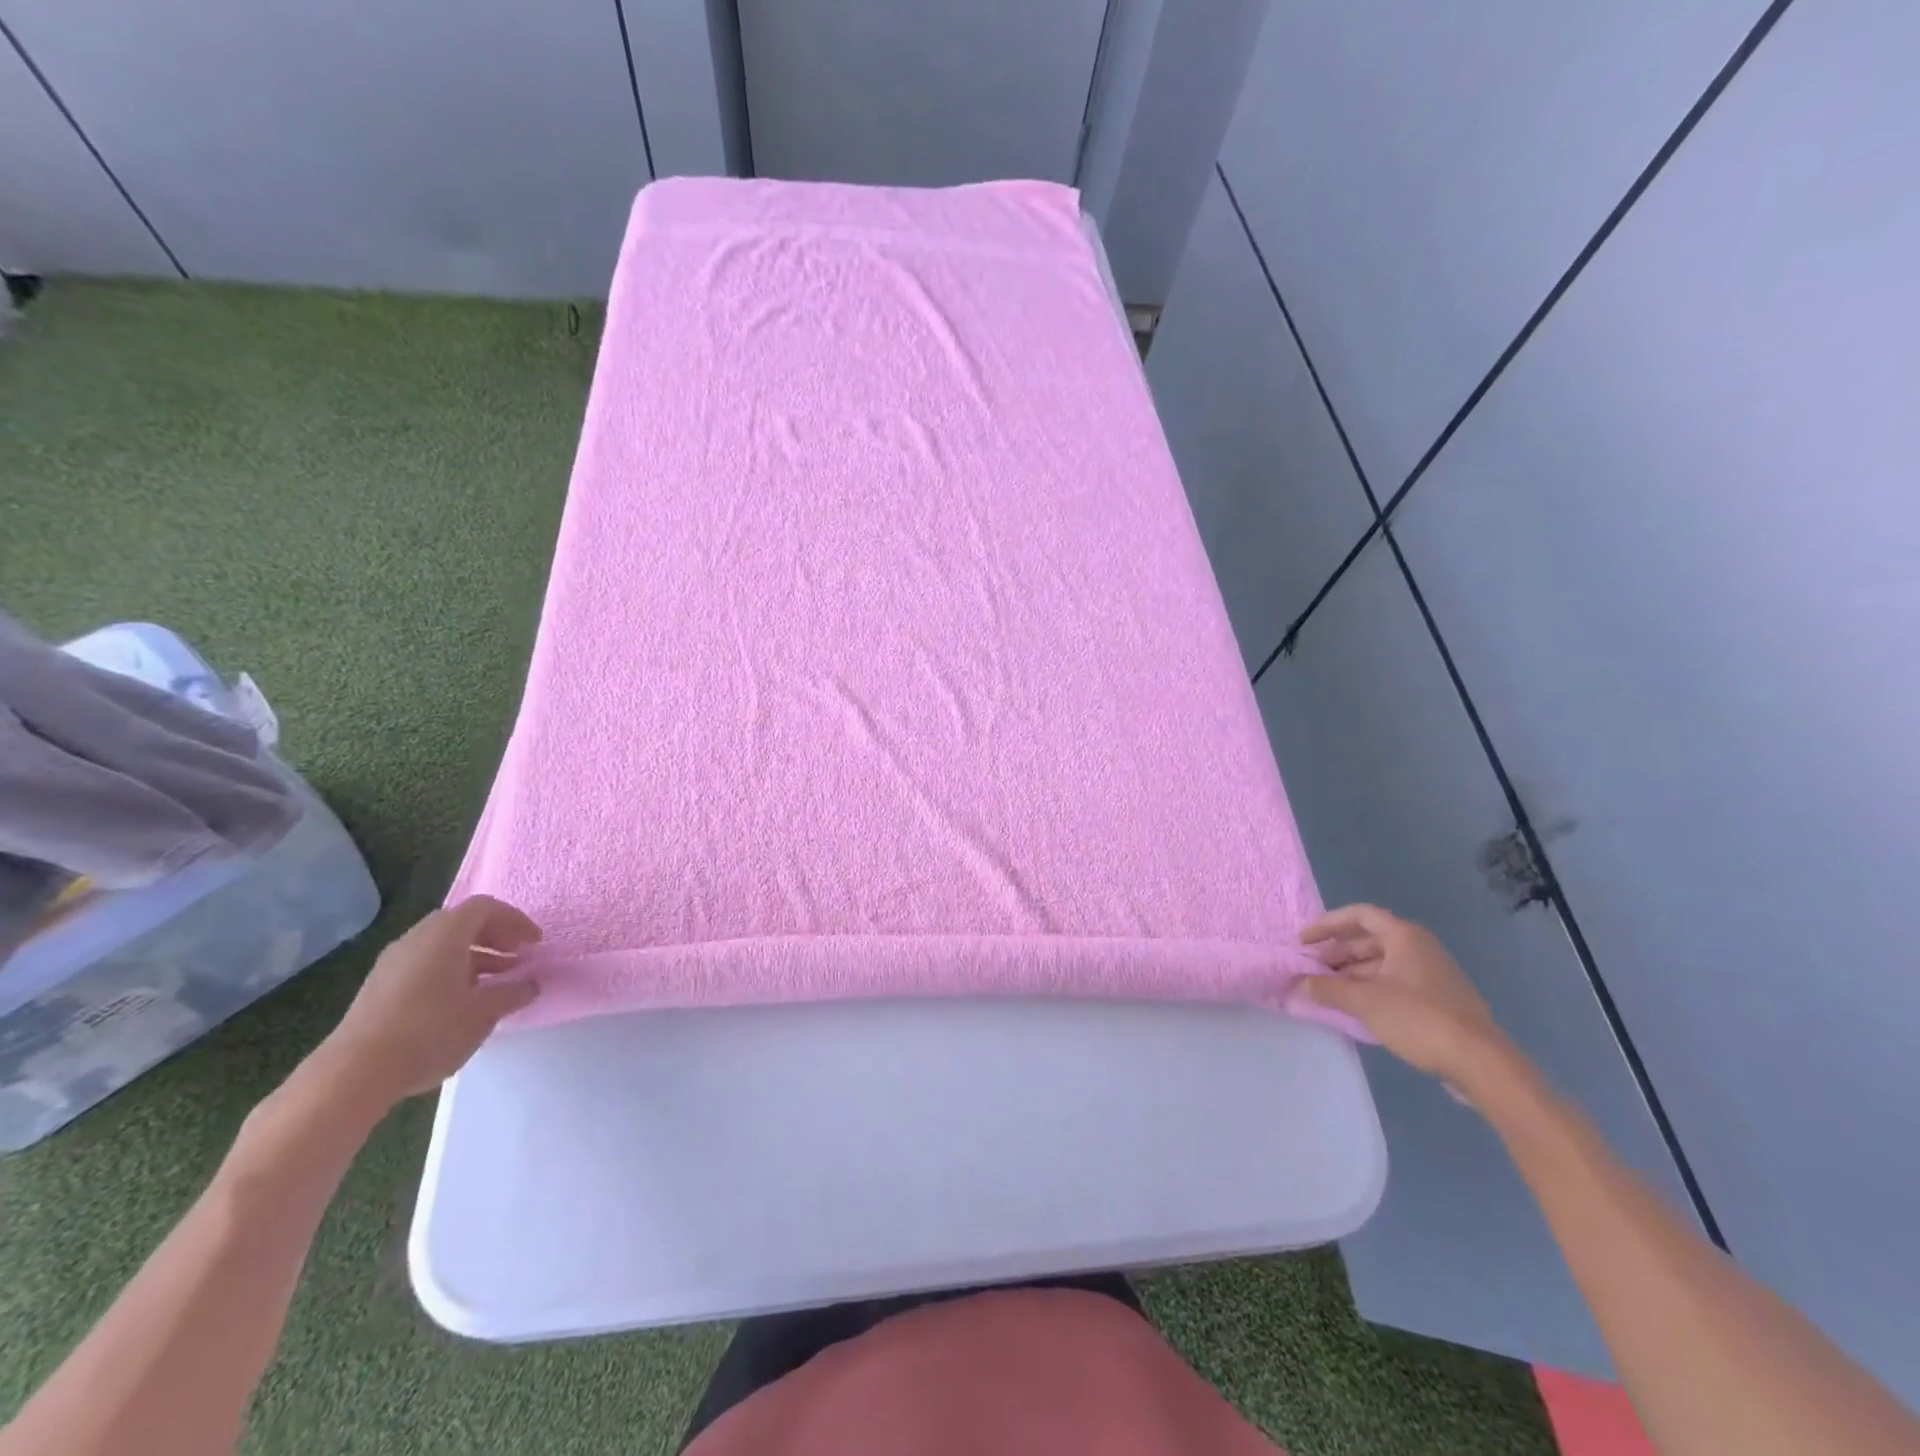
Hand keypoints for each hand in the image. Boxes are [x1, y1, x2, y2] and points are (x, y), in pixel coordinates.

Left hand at [322, 896, 541, 1104]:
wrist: (354, 1073)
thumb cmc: (430, 1031)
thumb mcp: (484, 1013)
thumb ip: (513, 993)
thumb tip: (531, 984)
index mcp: (445, 934)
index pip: (486, 908)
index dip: (515, 921)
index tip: (535, 944)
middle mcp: (416, 939)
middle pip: (462, 923)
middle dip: (495, 937)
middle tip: (518, 958)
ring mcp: (392, 963)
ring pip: (442, 946)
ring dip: (474, 957)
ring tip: (495, 984)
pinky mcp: (379, 988)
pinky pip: (424, 965)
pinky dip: (451, 972)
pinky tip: (461, 1002)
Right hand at [1293, 904, 1513, 1092]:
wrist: (1481, 1063)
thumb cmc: (1419, 1018)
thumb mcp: (1364, 1002)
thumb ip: (1326, 989)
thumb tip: (1295, 984)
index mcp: (1404, 936)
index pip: (1359, 915)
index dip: (1327, 924)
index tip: (1304, 942)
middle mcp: (1419, 947)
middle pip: (1369, 940)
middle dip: (1337, 953)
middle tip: (1311, 969)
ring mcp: (1432, 974)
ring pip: (1382, 964)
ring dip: (1352, 974)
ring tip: (1328, 991)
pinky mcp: (1439, 1000)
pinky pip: (1395, 983)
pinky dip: (1371, 989)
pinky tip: (1356, 1008)